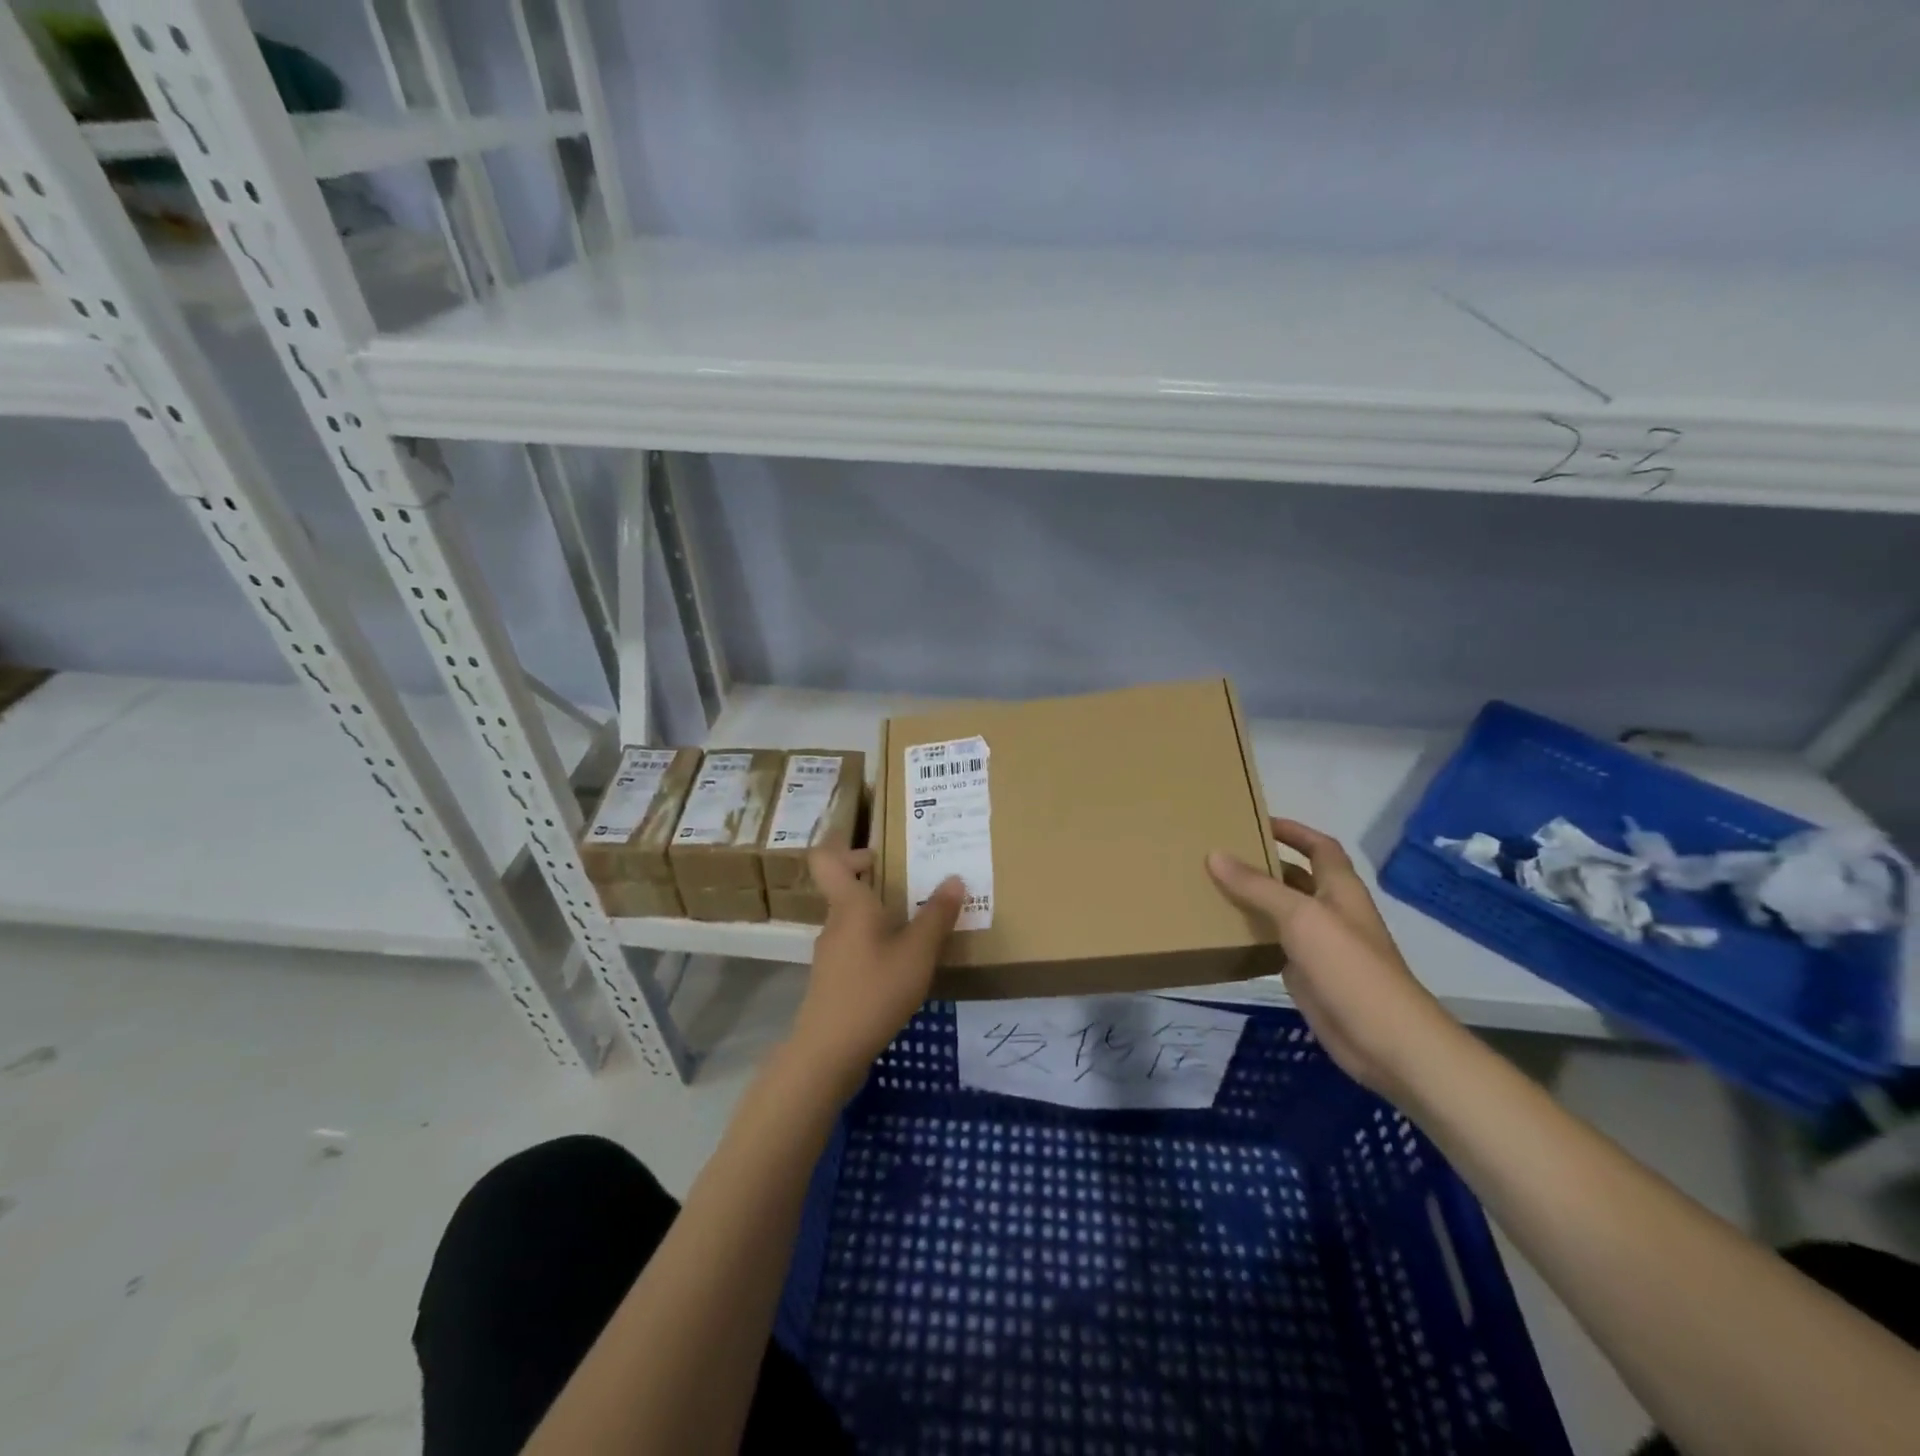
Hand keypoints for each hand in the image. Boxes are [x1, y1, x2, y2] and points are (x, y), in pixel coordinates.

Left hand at [787, 848, 963, 1095]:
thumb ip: (937, 915)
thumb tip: (954, 878)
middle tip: (913, 886)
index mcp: (849, 905)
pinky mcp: (833, 980)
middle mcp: (834, 922)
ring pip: (853, 920)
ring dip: (881, 917)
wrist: (828, 1053)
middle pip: (845, 888)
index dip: (845, 846)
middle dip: (877, 883)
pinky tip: (902, 968)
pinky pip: (855, 947)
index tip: (879, 853)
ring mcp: (830, 953)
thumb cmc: (874, 991)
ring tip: (917, 930)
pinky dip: (876, 946)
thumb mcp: (917, 952)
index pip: (826, 858)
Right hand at [1208, 818, 1459, 1097]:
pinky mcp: (1308, 976)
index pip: (1319, 847)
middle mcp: (1331, 911)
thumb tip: (1215, 854)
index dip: (1293, 830)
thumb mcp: (1301, 917)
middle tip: (1220, 853)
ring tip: (1212, 887)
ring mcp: (1321, 946)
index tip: (1256, 821)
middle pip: (1297, 877)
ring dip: (1254, 899)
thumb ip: (1257, 886)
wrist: (1385, 1040)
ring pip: (1283, 912)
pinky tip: (1223, 932)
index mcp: (1339, 889)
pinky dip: (1253, 935)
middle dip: (1265, 863)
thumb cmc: (1349, 967)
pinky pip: (1275, 945)